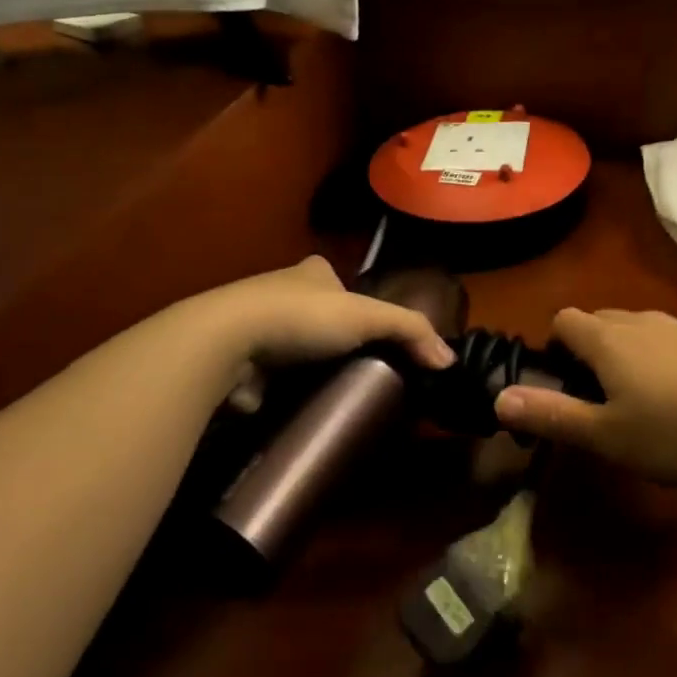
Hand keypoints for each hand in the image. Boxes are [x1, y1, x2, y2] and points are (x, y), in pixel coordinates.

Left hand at [172, 256, 453, 386]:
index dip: (354, 302)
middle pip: (315, 314)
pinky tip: (297, 405)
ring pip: (291, 345)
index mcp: (310, 271)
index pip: (338, 281)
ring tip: (331, 391)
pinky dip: (281, 388)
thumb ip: (410, 330)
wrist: (227, 342)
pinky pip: (269, 375)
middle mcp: (279, 291)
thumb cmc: (301, 316)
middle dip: (331, 337)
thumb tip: (449, 359)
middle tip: (356, 368)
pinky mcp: (237, 361)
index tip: (369, 331)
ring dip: (306, 365)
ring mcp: (254, 326)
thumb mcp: (366, 315)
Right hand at [494, 309, 676, 483]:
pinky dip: (657, 362)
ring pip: (633, 331)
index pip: (562, 320)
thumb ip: (553, 417)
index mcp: (606, 339)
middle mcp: (637, 321)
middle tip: (597, 402)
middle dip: (586, 354)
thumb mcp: (609, 436)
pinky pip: (665, 342)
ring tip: (639, 405)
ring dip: (623, 358)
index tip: (562, 387)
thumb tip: (498, 398)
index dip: (552, 349)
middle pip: (596, 322)